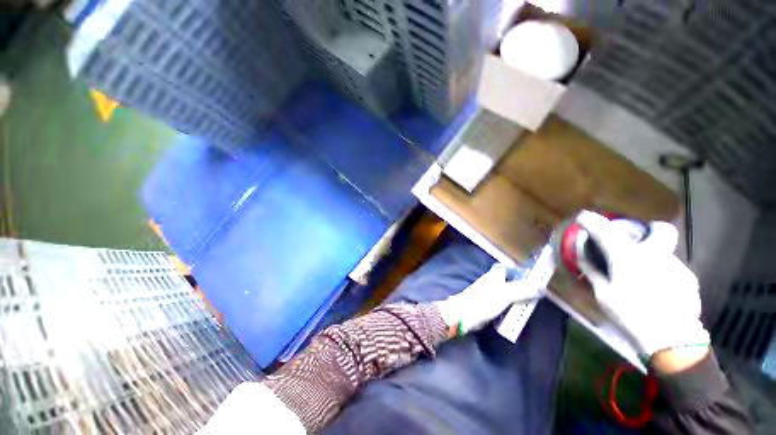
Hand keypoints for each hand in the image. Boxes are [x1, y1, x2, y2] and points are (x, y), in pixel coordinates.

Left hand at [434, 264, 541, 334]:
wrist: (464, 314)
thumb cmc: (484, 301)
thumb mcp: (506, 294)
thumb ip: (523, 290)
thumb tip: (542, 287)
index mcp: (494, 275)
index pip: (507, 268)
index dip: (519, 271)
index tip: (533, 277)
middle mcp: (491, 281)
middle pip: (508, 281)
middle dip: (520, 287)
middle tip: (535, 295)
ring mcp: (488, 293)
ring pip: (505, 293)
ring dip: (516, 298)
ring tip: (529, 305)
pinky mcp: (486, 304)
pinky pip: (502, 303)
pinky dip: (509, 307)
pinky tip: (516, 313)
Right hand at [575, 211, 710, 358]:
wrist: (671, 341)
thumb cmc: (629, 314)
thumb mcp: (602, 293)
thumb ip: (592, 269)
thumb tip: (582, 252)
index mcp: (627, 255)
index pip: (604, 229)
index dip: (591, 221)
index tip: (583, 217)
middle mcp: (654, 253)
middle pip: (659, 229)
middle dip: (649, 230)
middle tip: (637, 243)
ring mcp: (676, 265)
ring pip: (665, 254)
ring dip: (653, 260)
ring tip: (644, 280)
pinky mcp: (689, 280)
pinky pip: (672, 270)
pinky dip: (663, 275)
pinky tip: (658, 293)